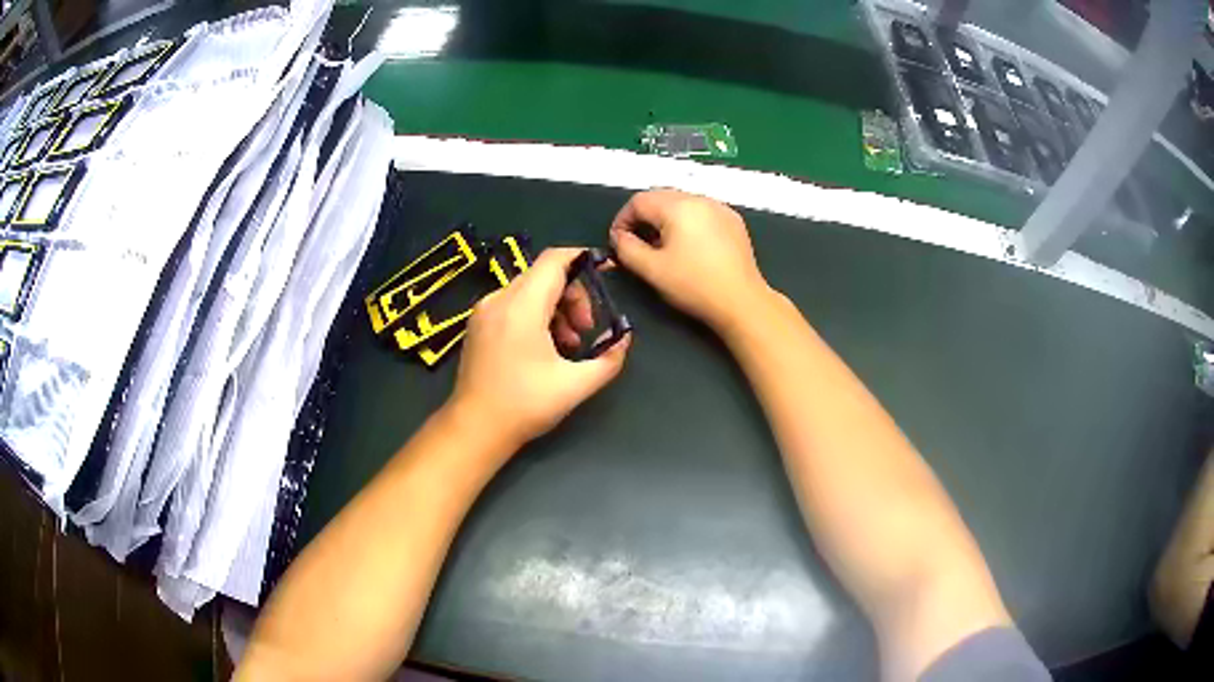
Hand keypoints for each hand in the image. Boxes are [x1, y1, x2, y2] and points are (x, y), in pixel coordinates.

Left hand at [448, 248, 630, 450]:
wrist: (474, 428)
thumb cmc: (524, 406)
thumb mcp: (576, 386)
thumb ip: (609, 358)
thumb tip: (623, 337)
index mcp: (521, 307)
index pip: (555, 260)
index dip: (584, 259)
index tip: (607, 272)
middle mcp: (499, 299)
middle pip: (545, 274)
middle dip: (574, 295)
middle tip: (586, 329)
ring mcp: (484, 310)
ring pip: (529, 288)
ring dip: (556, 307)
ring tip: (568, 343)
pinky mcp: (478, 323)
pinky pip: (514, 303)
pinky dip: (536, 314)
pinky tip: (545, 347)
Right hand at [609, 189, 770, 332]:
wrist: (741, 301)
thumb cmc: (694, 285)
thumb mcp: (651, 270)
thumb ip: (627, 249)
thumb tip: (619, 237)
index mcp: (678, 206)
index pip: (639, 201)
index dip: (622, 219)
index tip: (618, 241)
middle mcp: (700, 199)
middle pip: (661, 198)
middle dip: (644, 217)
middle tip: (638, 244)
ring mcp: (720, 208)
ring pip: (682, 203)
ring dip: (665, 219)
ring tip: (662, 246)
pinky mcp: (733, 221)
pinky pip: (701, 212)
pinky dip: (688, 222)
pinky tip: (689, 246)